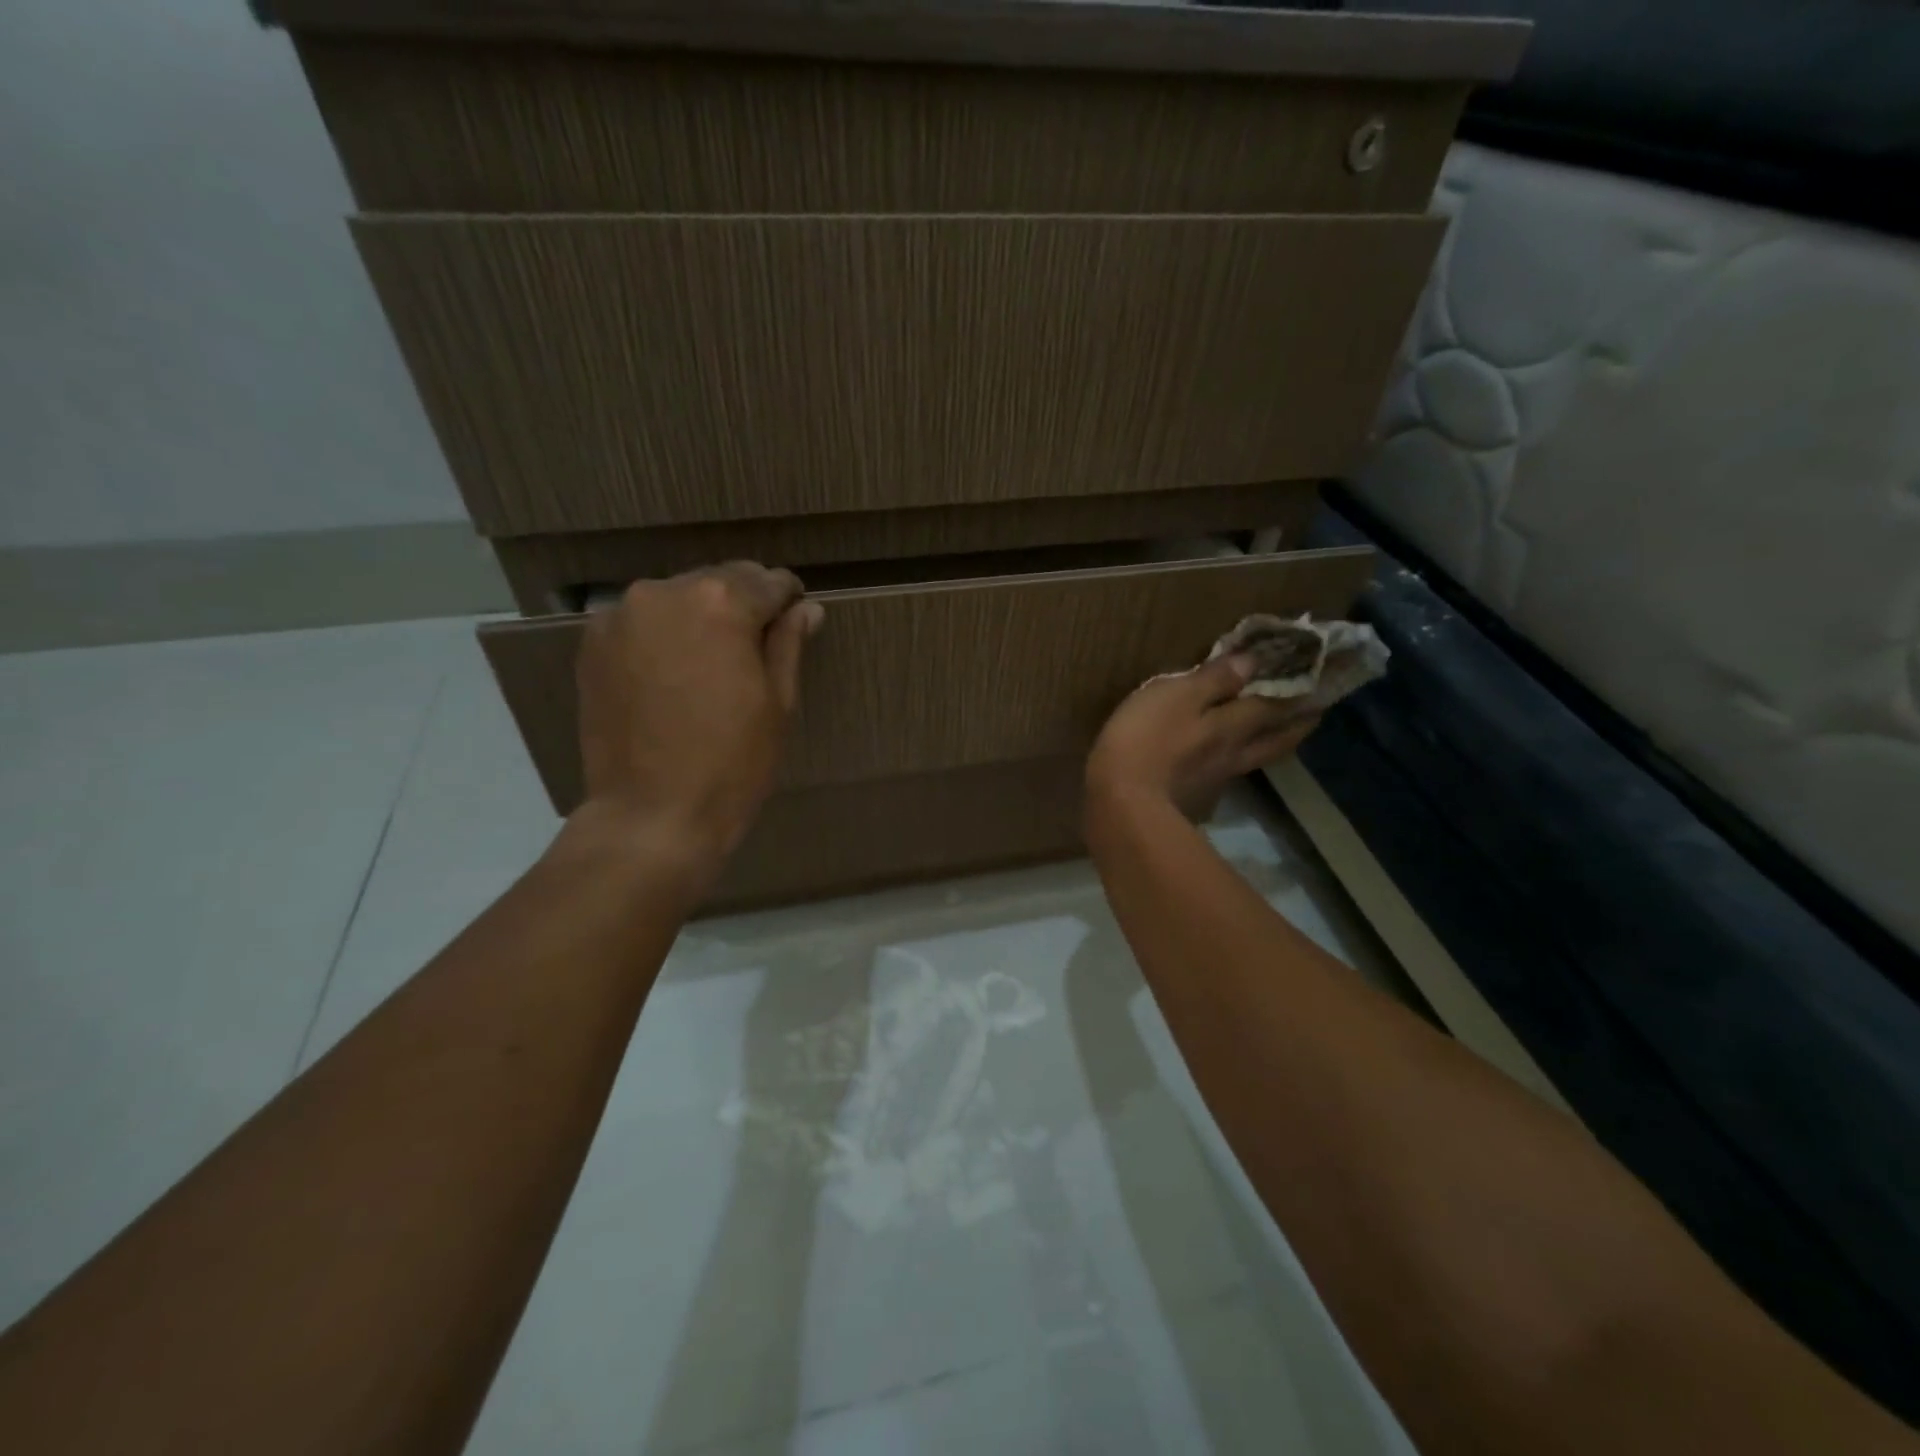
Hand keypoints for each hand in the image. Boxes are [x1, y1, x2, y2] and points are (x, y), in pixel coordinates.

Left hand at [570, 562, 823, 882]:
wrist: (651, 814)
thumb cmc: (732, 763)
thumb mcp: (778, 703)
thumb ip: (789, 644)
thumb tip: (806, 608)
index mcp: (721, 603)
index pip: (768, 581)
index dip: (788, 600)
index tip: (794, 620)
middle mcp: (666, 592)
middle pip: (719, 581)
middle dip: (743, 605)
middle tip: (756, 647)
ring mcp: (622, 615)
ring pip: (679, 598)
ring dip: (701, 617)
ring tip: (712, 663)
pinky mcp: (593, 643)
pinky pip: (644, 621)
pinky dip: (665, 634)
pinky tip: (674, 673)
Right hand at [1086, 654, 1317, 821]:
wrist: (1121, 808)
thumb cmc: (1144, 741)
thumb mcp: (1174, 696)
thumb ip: (1213, 679)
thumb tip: (1253, 662)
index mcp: (1230, 725)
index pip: (1273, 704)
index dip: (1296, 690)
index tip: (1321, 679)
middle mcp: (1233, 755)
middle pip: (1275, 739)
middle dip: (1297, 724)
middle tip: (1317, 713)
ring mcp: (1215, 783)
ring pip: (1253, 760)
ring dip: (1273, 747)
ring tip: (1280, 737)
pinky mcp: (1194, 802)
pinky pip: (1224, 780)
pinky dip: (1234, 768)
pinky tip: (1225, 768)